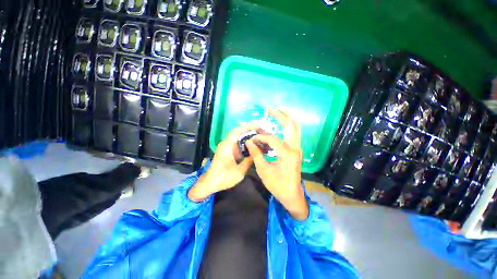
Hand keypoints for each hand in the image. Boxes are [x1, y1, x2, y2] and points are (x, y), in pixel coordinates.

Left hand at [188, 124, 257, 201]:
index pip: (237, 131)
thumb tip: (256, 153)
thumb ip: (249, 161)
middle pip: (239, 134)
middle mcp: (226, 144)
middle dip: (250, 132)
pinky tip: (253, 148)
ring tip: (260, 139)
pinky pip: (238, 146)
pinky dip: (245, 146)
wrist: (209, 184)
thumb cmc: (223, 177)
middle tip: (261, 133)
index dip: (247, 127)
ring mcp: (227, 148)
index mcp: (227, 145)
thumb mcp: (239, 171)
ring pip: (239, 140)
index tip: (257, 126)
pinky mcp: (228, 152)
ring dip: (248, 139)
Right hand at [245, 109, 308, 219]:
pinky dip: (287, 127)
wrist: (292, 196)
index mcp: (287, 154)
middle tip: (270, 109)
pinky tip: (279, 125)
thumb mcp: (264, 170)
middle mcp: (295, 148)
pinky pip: (293, 134)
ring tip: (277, 112)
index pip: (271, 139)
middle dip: (281, 115)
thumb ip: (256, 154)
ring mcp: (297, 149)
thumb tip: (249, 142)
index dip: (260, 137)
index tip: (251, 140)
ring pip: (295, 128)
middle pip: (291, 125)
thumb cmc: (278, 185)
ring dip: (286, 119)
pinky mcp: (296, 151)